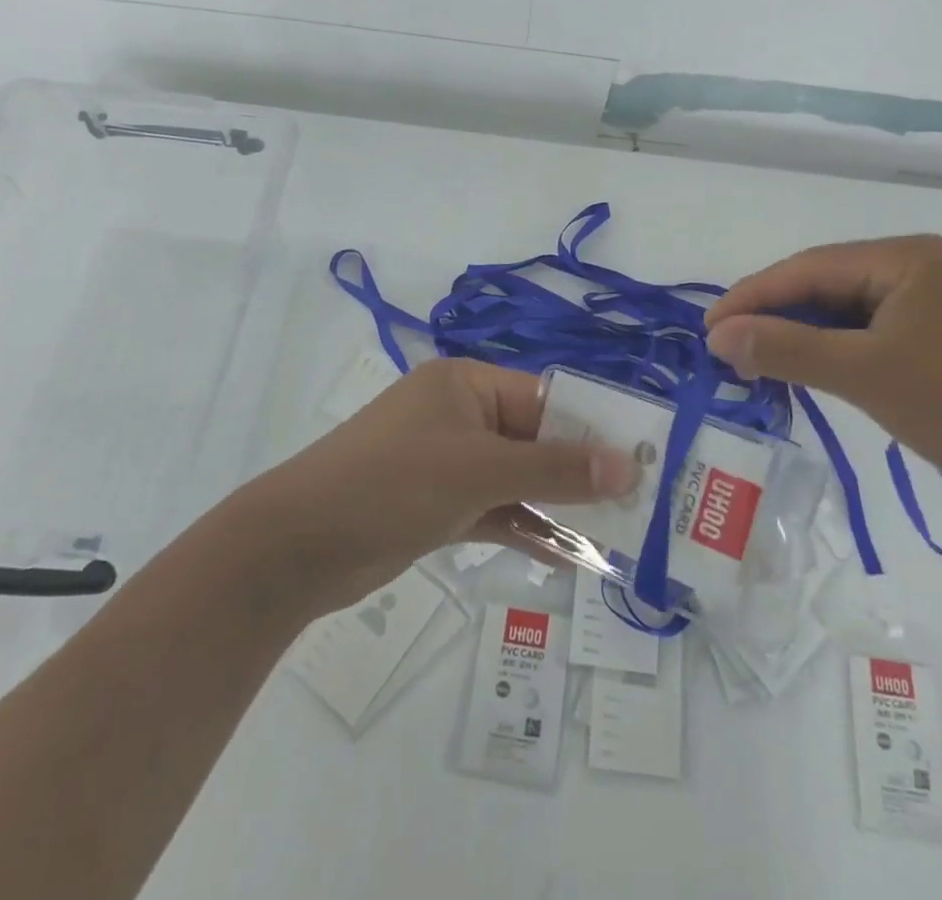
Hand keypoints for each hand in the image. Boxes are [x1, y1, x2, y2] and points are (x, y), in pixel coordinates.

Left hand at [242, 358, 640, 615]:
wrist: (299, 546)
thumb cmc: (394, 482)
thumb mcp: (480, 471)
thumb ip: (555, 469)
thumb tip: (628, 466)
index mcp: (467, 384)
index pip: (546, 398)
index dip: (593, 428)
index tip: (642, 461)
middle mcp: (460, 415)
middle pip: (535, 439)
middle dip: (580, 472)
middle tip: (639, 504)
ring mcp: (448, 462)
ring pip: (518, 479)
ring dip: (558, 506)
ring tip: (616, 535)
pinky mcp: (438, 505)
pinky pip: (496, 510)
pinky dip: (528, 529)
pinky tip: (571, 556)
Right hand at [704, 235, 941, 513]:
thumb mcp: (865, 375)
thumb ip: (786, 350)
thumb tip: (716, 335)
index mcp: (906, 256)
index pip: (808, 268)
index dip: (752, 297)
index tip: (707, 329)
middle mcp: (921, 265)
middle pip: (827, 285)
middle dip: (776, 317)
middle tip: (729, 352)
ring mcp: (938, 300)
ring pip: (848, 311)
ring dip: (804, 337)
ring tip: (761, 364)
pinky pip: (874, 331)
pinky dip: (838, 351)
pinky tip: (815, 371)